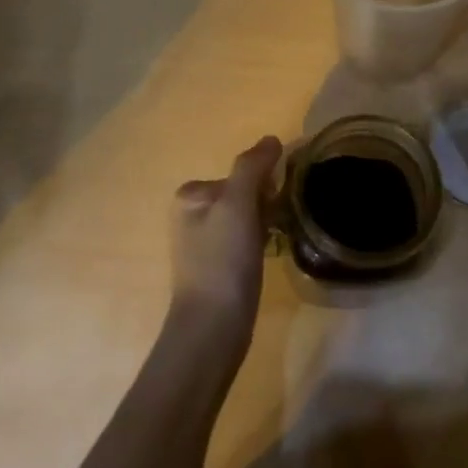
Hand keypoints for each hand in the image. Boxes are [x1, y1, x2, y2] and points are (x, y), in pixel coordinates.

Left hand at [171, 136, 282, 341]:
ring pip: (247, 218)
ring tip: (276, 240)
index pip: (240, 173)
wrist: (213, 327)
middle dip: (265, 204)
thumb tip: (272, 140)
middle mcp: (191, 215)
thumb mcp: (238, 204)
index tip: (276, 201)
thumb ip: (252, 167)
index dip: (264, 183)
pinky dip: (260, 243)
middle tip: (276, 224)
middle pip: (243, 193)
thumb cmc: (223, 260)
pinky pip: (245, 240)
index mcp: (190, 195)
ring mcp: (203, 244)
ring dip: (265, 223)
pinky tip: (268, 257)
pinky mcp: (216, 268)